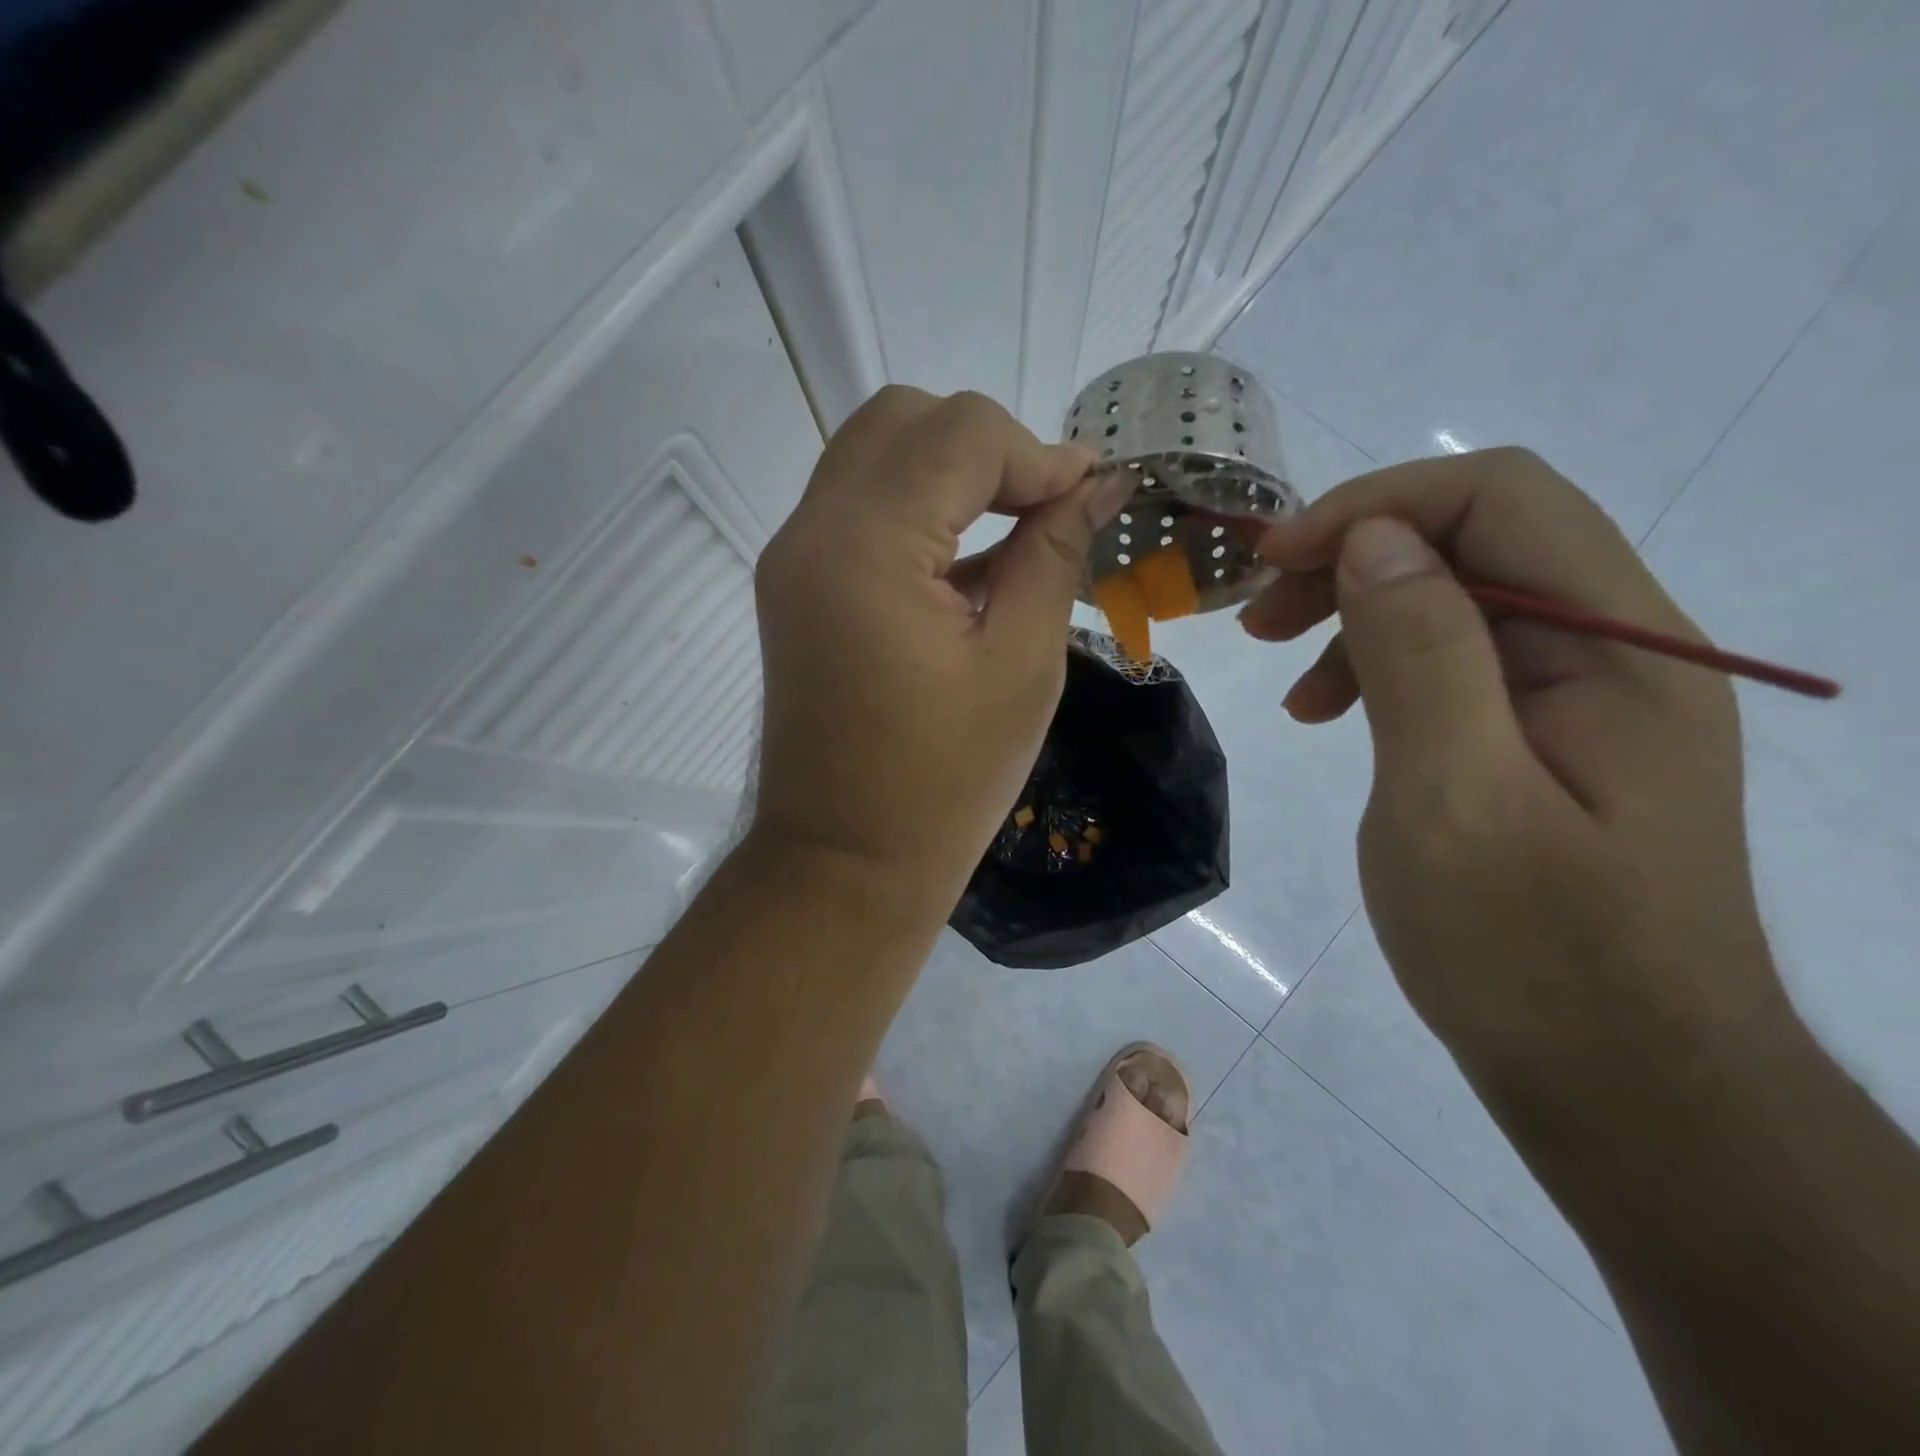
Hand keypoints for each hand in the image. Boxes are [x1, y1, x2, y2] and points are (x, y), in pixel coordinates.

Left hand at [750, 387, 1130, 919]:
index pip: (957, 433)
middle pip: (902, 420)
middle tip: (1045, 508)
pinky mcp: (794, 588)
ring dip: (950, 473)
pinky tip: (965, 564)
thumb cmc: (945, 781)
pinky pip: (858, 509)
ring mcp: (791, 559)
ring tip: (1014, 530)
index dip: (1038, 453)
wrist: (847, 862)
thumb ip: (1054, 553)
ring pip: (874, 456)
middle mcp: (810, 532)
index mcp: (864, 547)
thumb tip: (1097, 485)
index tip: (1089, 497)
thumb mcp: (1021, 663)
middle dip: (987, 446)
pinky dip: (917, 510)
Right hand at [1242, 449, 1794, 1115]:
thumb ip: (1420, 652)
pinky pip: (1453, 665)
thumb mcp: (1454, 795)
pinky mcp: (1539, 743)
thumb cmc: (1532, 953)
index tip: (1273, 561)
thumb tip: (1371, 537)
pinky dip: (1377, 669)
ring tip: (1287, 677)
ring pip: (1456, 601)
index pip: (1498, 498)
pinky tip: (1329, 714)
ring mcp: (1578, 701)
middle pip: (1476, 540)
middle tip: (1260, 614)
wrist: (1621, 1089)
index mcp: (1619, 649)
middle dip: (1354, 556)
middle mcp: (1614, 653)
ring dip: (1357, 615)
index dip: (1373, 506)